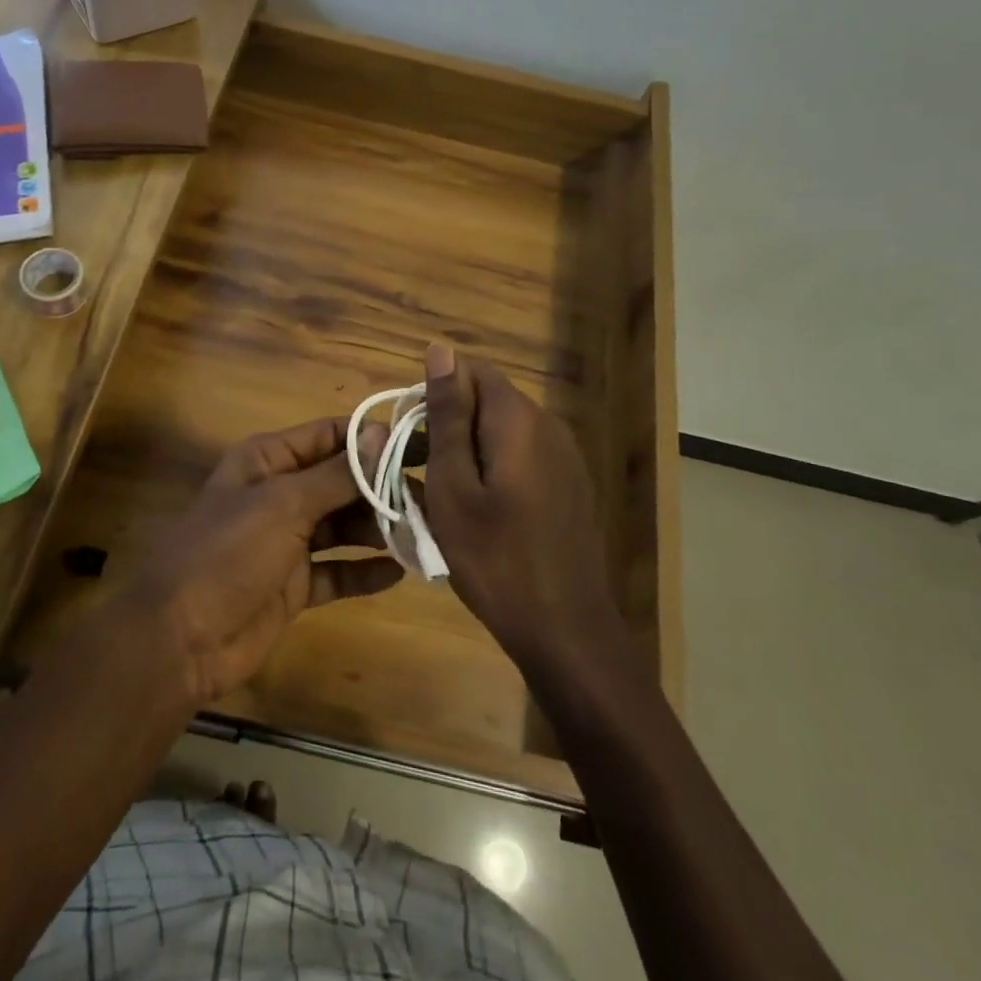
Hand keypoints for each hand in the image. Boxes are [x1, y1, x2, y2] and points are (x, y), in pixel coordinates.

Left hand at [116, 418, 401, 707]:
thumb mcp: (284, 505)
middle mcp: (280, 494)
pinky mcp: (294, 585)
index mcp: (268, 460)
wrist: (180, 640)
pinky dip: (364, 571)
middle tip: (434, 496)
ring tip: (425, 533)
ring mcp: (287, 541)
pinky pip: (337, 571)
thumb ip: (337, 474)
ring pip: (343, 526)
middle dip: (384, 487)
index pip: (330, 435)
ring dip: (379, 529)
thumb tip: (382, 433)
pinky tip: (399, 573)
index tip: (423, 444)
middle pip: (341, 481)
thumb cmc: (228, 553)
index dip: (374, 438)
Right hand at [420, 343, 617, 670]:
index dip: (434, 395)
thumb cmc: (495, 559)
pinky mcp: (570, 483)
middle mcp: (548, 425)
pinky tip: (481, 513)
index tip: (410, 439)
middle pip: (488, 400)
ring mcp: (565, 456)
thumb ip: (448, 415)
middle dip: (450, 424)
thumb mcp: (453, 485)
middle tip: (420, 473)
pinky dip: (494, 469)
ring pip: (503, 430)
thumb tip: (440, 349)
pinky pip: (522, 456)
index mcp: (518, 418)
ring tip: (444, 497)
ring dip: (470, 450)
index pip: (471, 371)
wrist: (566, 630)